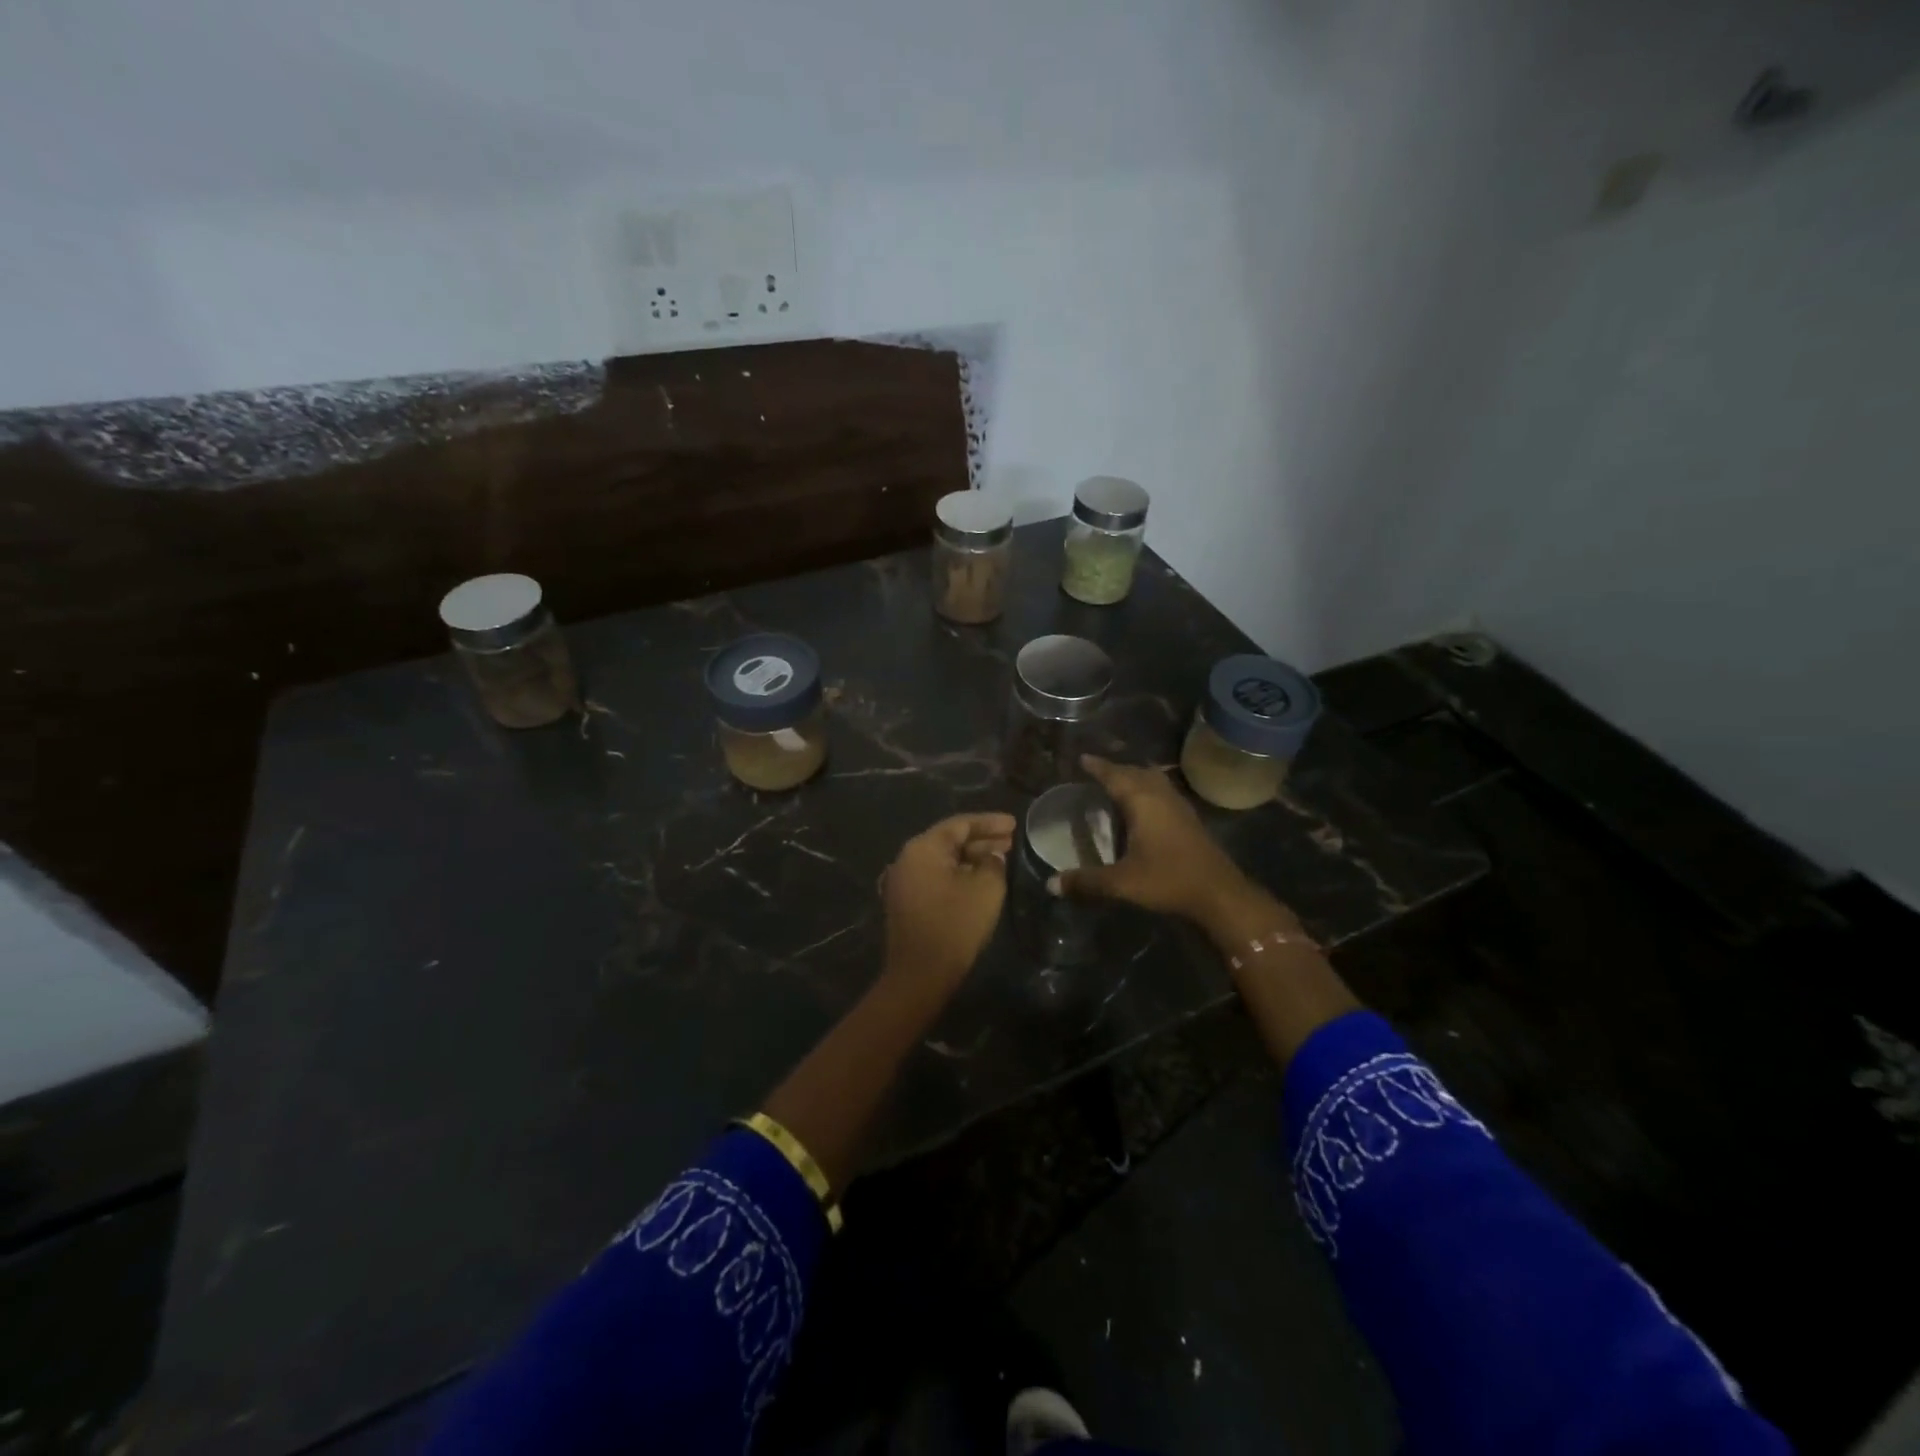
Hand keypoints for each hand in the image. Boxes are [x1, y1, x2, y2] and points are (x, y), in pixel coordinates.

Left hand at [882, 812, 1015, 987]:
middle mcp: (907, 858)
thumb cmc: (954, 926)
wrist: (919, 975)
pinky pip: (935, 876)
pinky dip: (957, 873)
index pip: (960, 824)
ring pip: (942, 859)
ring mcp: (902, 880)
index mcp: (923, 848)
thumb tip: (992, 857)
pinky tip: (978, 879)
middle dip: (981, 839)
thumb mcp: (986, 890)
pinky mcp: (905, 901)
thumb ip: (993, 864)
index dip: (990, 823)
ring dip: (970, 857)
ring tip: (1000, 858)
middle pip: (949, 840)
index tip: (1014, 824)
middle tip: (1011, 841)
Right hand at [1053, 755, 1256, 924]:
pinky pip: (1162, 791)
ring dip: (1134, 776)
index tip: (1082, 758)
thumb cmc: (1168, 880)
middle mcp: (1160, 795)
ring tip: (1117, 782)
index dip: (1097, 767)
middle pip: (1135, 772)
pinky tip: (1143, 805)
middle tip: (1095, 770)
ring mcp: (1178, 805)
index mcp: (1142, 801)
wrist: (1219, 893)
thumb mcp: (1122, 883)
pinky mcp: (1189, 818)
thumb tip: (1050, 884)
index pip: (1114, 775)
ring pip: (1152, 779)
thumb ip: (1086, 882)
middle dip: (1115, 769)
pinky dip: (1147, 789)